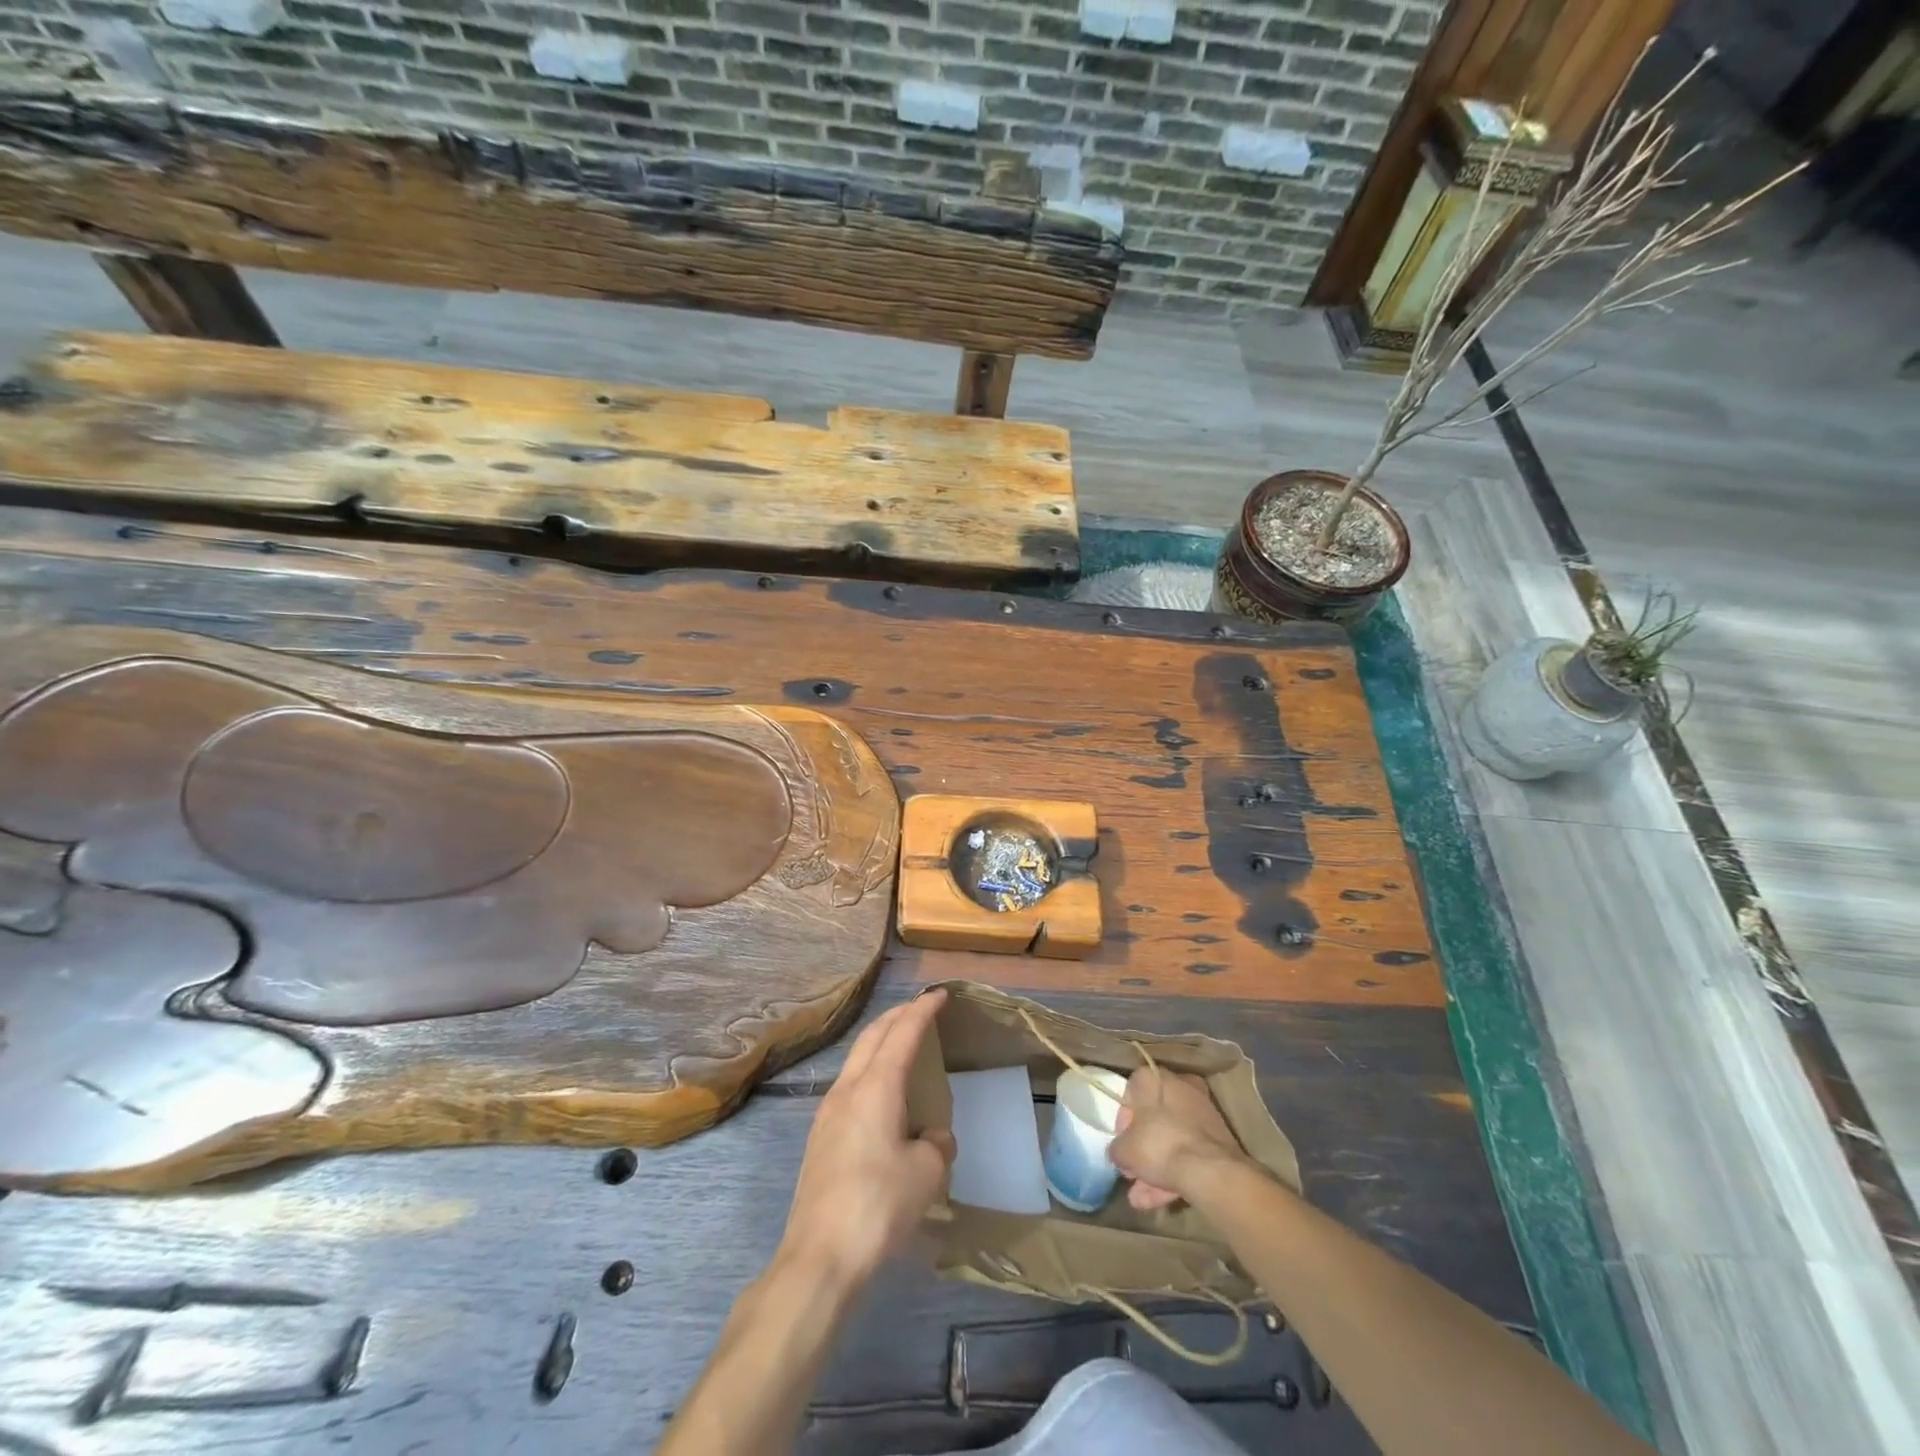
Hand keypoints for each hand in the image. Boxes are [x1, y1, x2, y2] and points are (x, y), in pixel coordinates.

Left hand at [779, 990, 955, 1289]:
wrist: (819, 1256)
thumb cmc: (879, 1205)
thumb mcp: (927, 1174)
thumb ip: (936, 1144)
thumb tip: (932, 1137)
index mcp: (876, 1087)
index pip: (902, 1033)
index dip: (922, 1010)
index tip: (939, 995)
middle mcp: (848, 1089)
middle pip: (872, 1037)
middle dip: (896, 1016)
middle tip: (920, 1008)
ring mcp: (828, 1113)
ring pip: (856, 1059)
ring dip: (879, 1042)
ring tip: (901, 1044)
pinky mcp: (820, 1138)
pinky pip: (849, 1085)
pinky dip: (869, 1070)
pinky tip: (880, 1093)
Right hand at [1110, 1066, 1246, 1210]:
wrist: (1210, 1171)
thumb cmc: (1159, 1145)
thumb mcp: (1124, 1150)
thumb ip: (1117, 1148)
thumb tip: (1120, 1152)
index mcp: (1155, 1078)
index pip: (1132, 1090)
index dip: (1124, 1118)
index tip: (1122, 1141)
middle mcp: (1180, 1087)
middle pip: (1155, 1119)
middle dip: (1142, 1150)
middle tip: (1131, 1172)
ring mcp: (1202, 1113)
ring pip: (1173, 1140)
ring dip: (1156, 1168)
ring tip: (1140, 1199)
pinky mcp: (1218, 1139)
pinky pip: (1189, 1153)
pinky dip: (1174, 1174)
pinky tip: (1158, 1202)